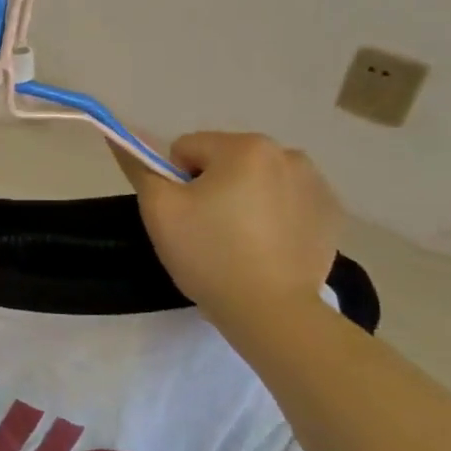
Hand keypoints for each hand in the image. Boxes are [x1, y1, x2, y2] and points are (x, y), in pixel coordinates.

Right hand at [114, 132, 344, 334]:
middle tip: (208, 232)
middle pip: (226, 162)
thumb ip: (140, 168)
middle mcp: (288, 154)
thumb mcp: (159, 211)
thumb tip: (119, 138)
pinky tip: (267, 249)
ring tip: (240, 243)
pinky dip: (275, 218)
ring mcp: (316, 184)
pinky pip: (288, 203)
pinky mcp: (331, 215)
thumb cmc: (209, 255)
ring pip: (259, 181)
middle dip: (213, 189)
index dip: (175, 183)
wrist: (271, 311)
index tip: (183, 217)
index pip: (188, 149)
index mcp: (245, 147)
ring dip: (245, 200)